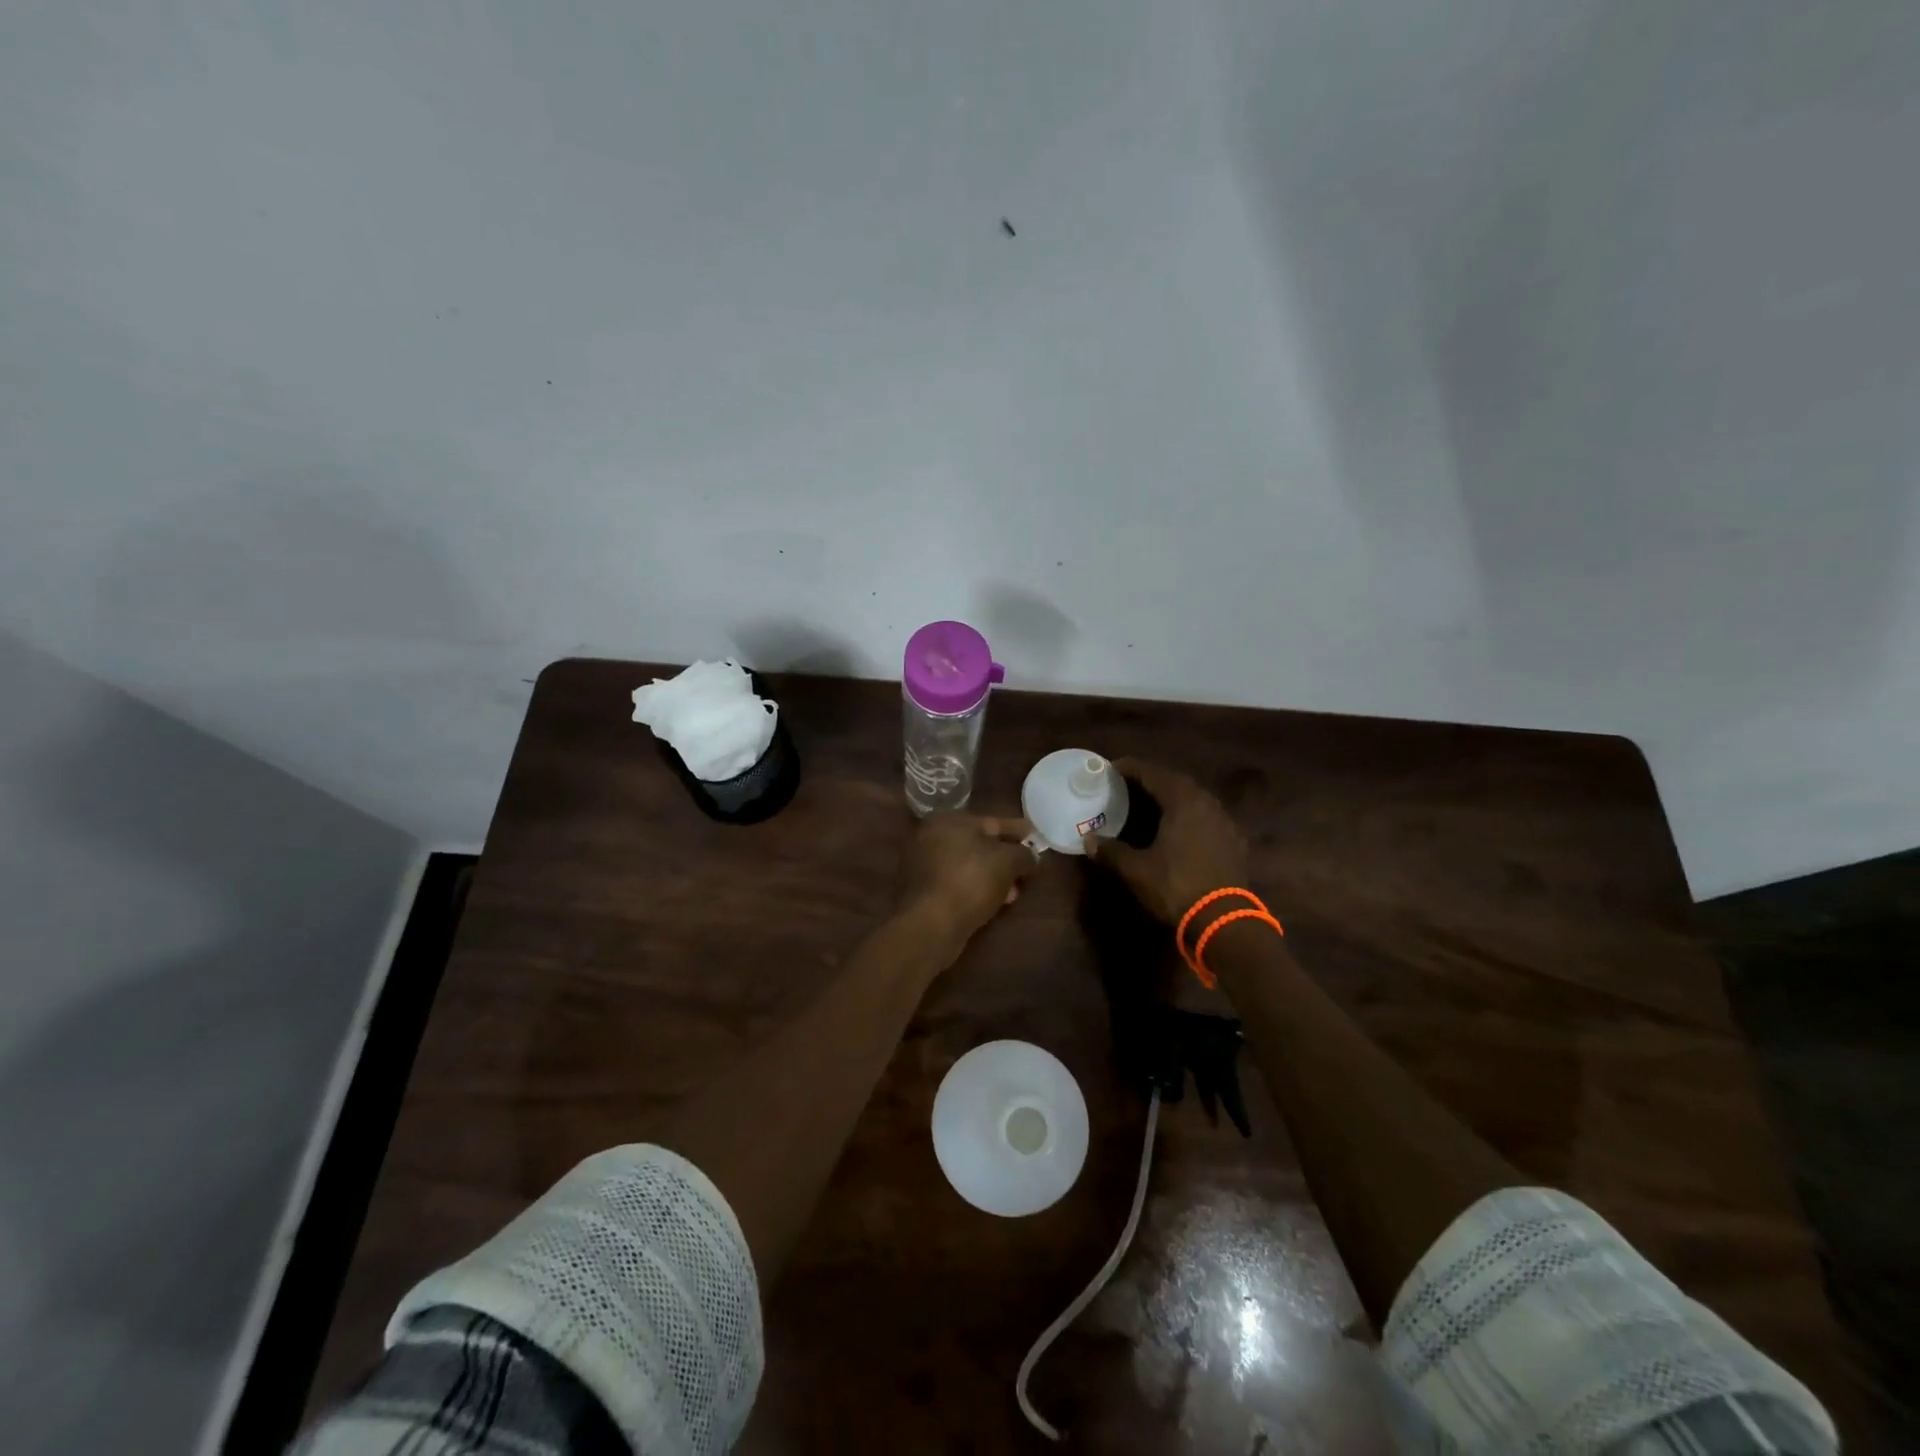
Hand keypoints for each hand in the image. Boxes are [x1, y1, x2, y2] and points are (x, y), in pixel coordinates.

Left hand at [899, 813, 1037, 952]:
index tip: (1037, 839)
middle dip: (1006, 858)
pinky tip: (995, 902)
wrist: (932, 923)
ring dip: (993, 877)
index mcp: (948, 819)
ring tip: (1014, 892)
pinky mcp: (923, 890)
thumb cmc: (971, 880)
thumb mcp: (1008, 862)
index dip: (1019, 831)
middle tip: (1027, 869)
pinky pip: (958, 883)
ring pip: (969, 866)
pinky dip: (977, 888)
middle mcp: (931, 836)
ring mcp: (923, 864)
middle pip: (979, 844)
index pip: (993, 822)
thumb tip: (1030, 856)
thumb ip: (1024, 854)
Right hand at [1083, 759, 1246, 923]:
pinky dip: (1188, 815)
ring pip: (1194, 798)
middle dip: (1152, 779)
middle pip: (1176, 781)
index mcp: (1183, 802)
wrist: (1224, 921)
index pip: (1153, 773)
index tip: (1111, 768)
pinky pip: (1207, 816)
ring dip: (1172, 796)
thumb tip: (1089, 840)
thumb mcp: (1136, 870)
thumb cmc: (1176, 886)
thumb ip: (1111, 851)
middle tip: (1128, 784)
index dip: (1131, 768)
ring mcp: (1224, 822)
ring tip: (1151, 803)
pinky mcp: (1234, 841)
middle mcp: (1207, 803)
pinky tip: (1178, 828)